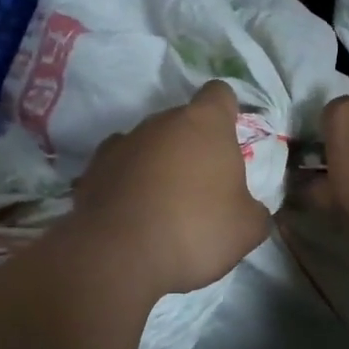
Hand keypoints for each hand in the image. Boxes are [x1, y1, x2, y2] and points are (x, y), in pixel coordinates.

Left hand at [65, 81, 269, 298]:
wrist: (119, 255)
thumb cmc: (195, 229)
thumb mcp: (247, 228)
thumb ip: (255, 209)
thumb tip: (250, 209)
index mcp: (205, 123)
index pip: (219, 94)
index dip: (227, 112)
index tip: (230, 139)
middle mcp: (161, 122)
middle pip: (182, 122)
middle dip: (192, 146)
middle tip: (202, 186)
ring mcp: (122, 142)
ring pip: (149, 144)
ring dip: (158, 164)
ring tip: (163, 205)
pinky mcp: (93, 168)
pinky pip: (119, 167)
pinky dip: (126, 182)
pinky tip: (132, 212)